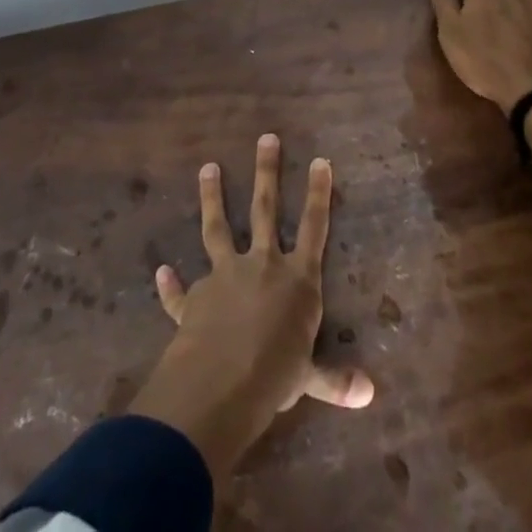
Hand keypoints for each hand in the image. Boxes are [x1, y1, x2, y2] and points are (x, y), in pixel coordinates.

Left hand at [129, 134, 372, 482]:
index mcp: (296, 279)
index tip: (320, 160)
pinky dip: (171, 284)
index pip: (314, 228)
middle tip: (266, 138)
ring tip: (208, 167)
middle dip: (267, 172)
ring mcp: (225, 275)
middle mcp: (262, 265)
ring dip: (212, 196)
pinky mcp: (196, 297)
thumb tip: (369, 394)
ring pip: (218, 227)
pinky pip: (181, 291)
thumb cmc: (275, 375)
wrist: (221, 383)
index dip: (318, 194)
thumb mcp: (310, 377)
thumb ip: (335, 379)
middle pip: (266, 209)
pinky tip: (161, 271)